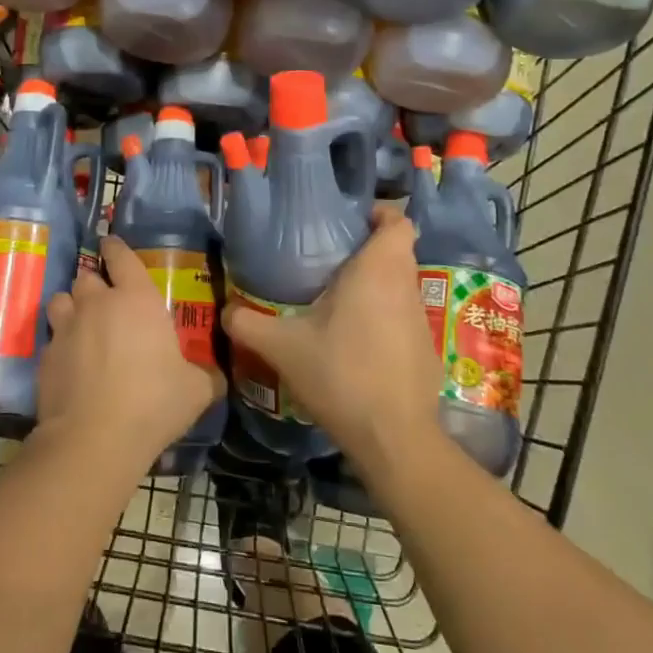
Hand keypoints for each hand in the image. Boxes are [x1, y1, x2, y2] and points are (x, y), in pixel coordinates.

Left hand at [38, 236, 224, 473]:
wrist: (93, 438)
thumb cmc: (153, 403)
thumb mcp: (196, 391)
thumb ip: (206, 376)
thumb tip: (218, 377)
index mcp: (136, 300)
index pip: (121, 257)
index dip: (115, 248)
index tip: (110, 243)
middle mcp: (97, 304)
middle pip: (87, 277)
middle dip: (94, 283)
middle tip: (105, 300)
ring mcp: (66, 328)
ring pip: (61, 300)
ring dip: (71, 307)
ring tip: (81, 324)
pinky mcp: (45, 356)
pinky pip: (52, 338)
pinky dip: (60, 344)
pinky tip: (70, 363)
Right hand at [223, 209, 441, 474]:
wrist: (393, 438)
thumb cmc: (340, 374)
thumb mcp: (283, 348)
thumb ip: (248, 323)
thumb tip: (226, 309)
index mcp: (377, 271)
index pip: (399, 221)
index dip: (380, 214)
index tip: (351, 222)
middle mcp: (405, 287)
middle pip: (397, 253)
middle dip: (368, 251)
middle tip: (329, 261)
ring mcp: (421, 321)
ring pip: (400, 286)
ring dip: (376, 287)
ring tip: (337, 300)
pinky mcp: (426, 351)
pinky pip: (404, 318)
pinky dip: (384, 319)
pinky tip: (356, 342)